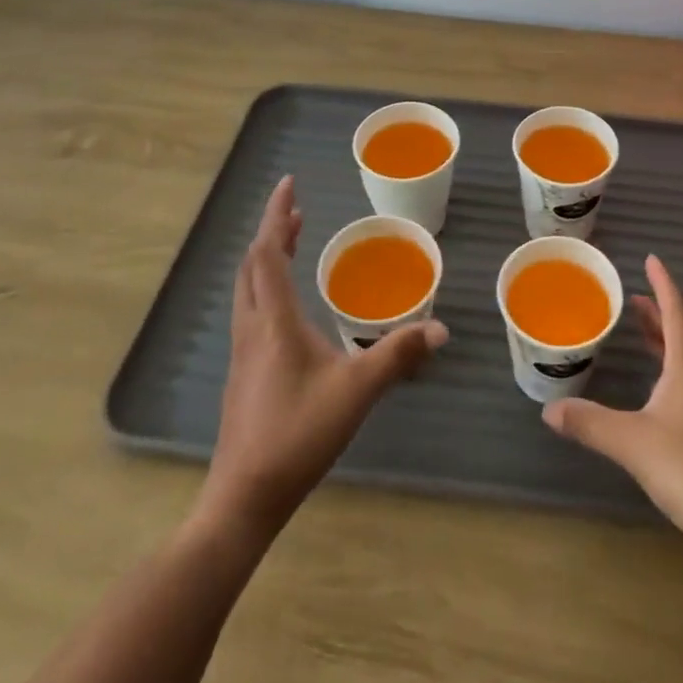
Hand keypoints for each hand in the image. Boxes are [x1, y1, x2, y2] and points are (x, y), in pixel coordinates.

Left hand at [200, 175, 447, 533]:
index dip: (277, 215)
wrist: (244, 497)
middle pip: (253, 264)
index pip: (269, 252)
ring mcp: (242, 352)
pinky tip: (288, 304)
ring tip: (292, 242)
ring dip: (268, 257)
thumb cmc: (298, 435)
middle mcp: (252, 327)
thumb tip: (440, 328)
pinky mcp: (243, 373)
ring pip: (248, 287)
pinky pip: (251, 309)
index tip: (289, 184)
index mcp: (274, 320)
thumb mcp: (356, 391)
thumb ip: (398, 355)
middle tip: (297, 210)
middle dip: (274, 231)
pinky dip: (267, 284)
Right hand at [542, 254, 682, 553]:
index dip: (663, 285)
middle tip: (634, 294)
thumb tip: (548, 409)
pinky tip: (654, 387)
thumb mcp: (633, 443)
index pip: (677, 312)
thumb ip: (591, 423)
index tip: (651, 260)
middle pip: (682, 331)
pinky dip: (667, 366)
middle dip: (659, 309)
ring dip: (663, 337)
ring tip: (639, 328)